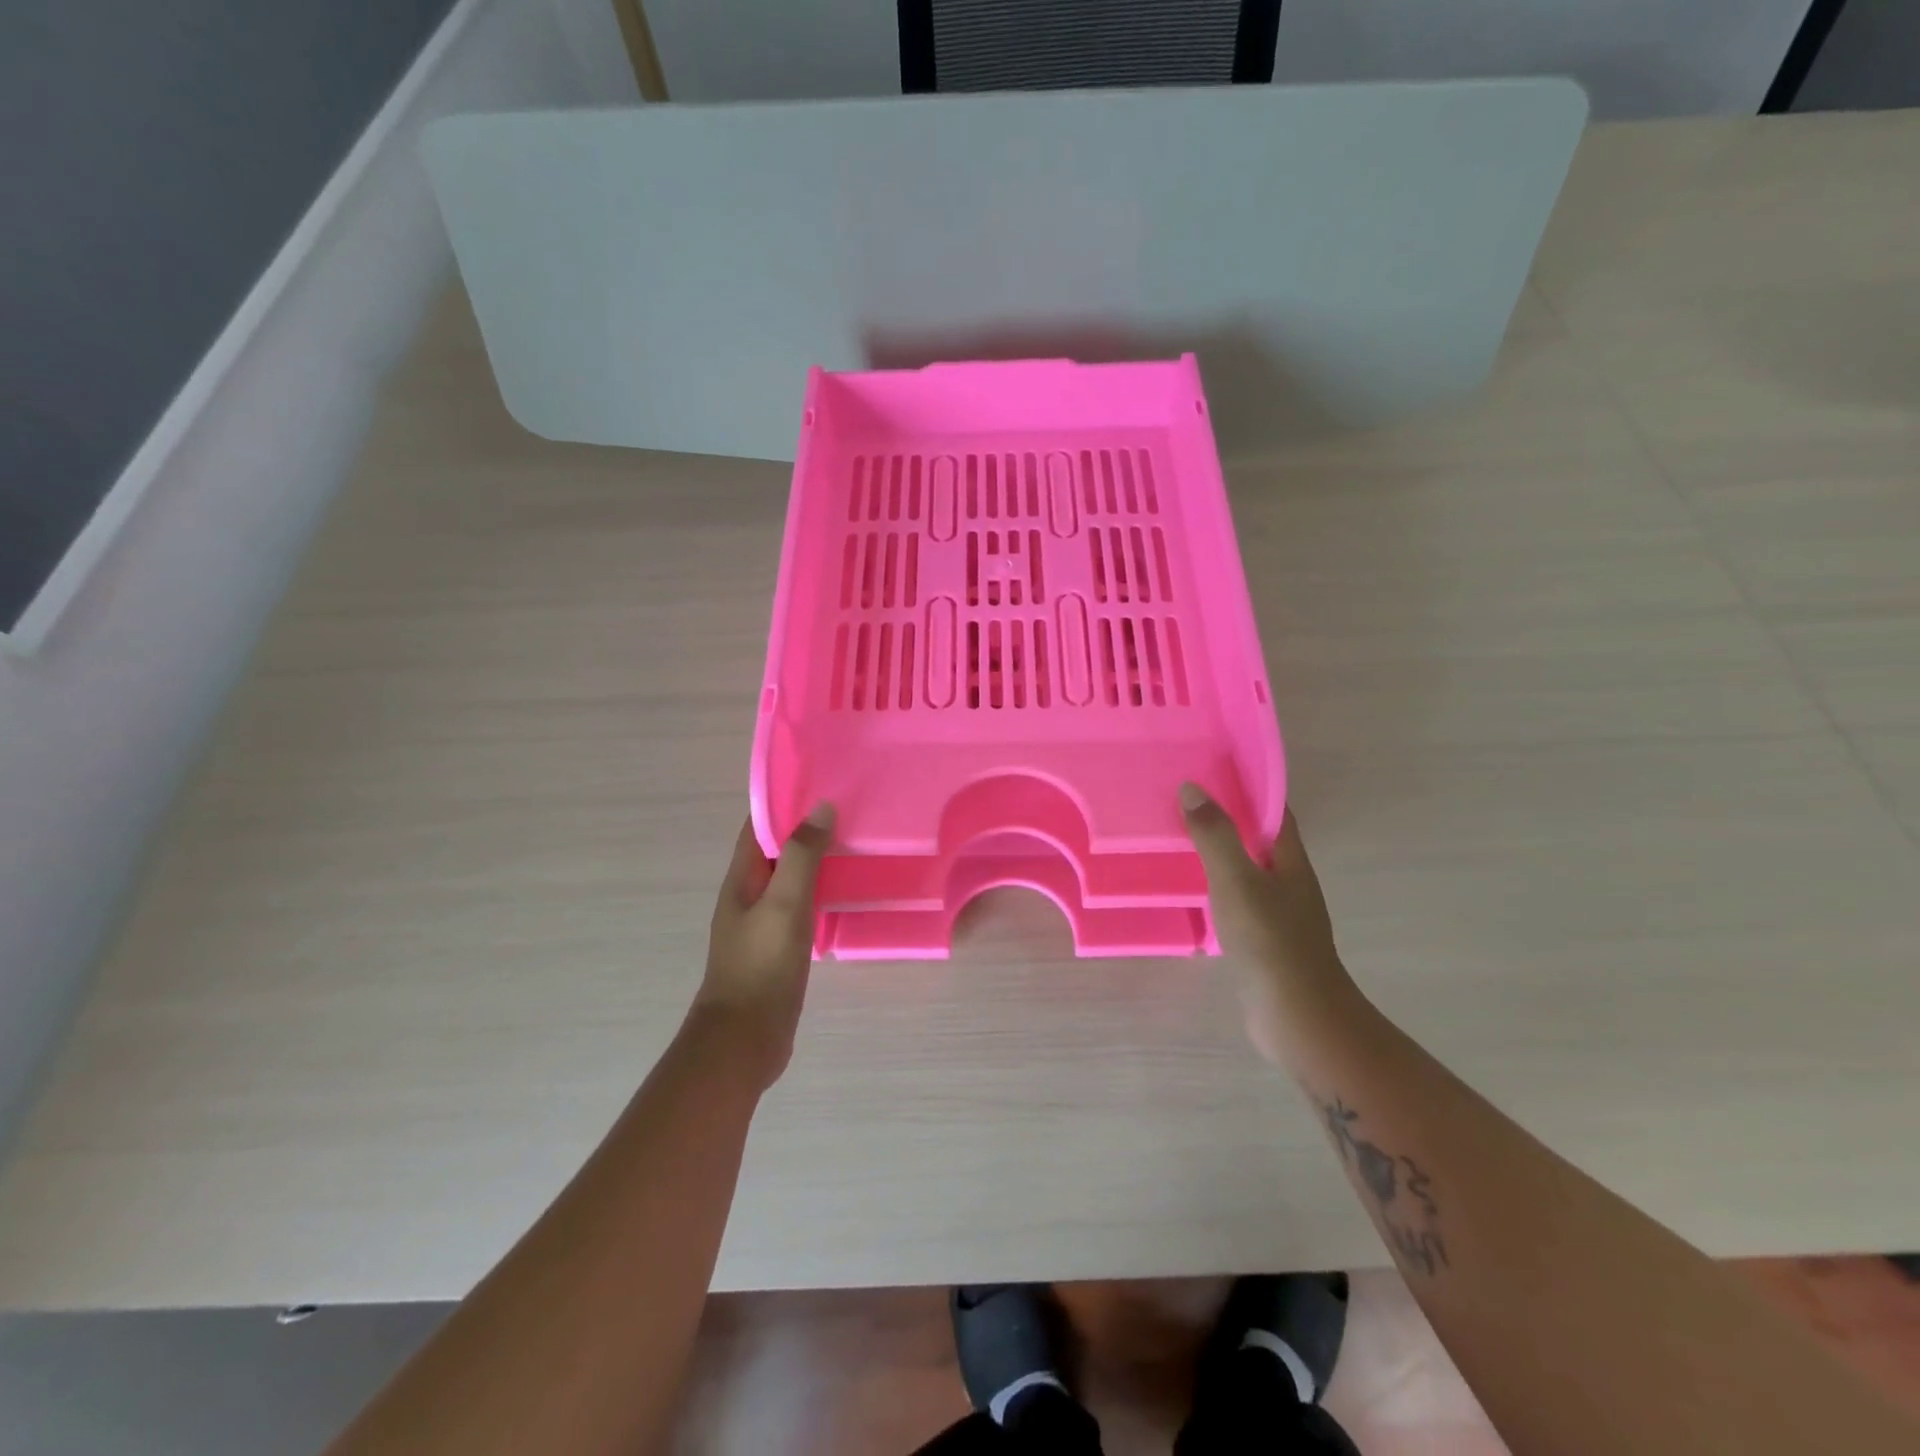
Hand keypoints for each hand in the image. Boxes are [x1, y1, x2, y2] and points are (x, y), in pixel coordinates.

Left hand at [695, 806, 834, 1088]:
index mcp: (742, 879)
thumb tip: (821, 808)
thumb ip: (802, 856)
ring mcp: (764, 923)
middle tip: (851, 809)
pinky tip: (848, 891)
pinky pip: (802, 906)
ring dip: (817, 860)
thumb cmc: (761, 966)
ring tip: (856, 842)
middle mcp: (749, 895)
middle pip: (778, 850)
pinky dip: (821, 891)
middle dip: (807, 828)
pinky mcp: (780, 947)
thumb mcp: (784, 904)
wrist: (744, 1040)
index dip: (785, 802)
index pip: (759, 826)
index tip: (822, 783)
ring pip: (792, 879)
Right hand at [1180, 784, 1354, 1065]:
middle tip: (1184, 802)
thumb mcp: (1237, 881)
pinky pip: (1238, 900)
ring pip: (1247, 870)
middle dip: (1228, 818)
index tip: (1212, 770)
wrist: (1297, 1016)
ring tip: (1180, 840)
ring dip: (1220, 853)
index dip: (1248, 788)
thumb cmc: (1270, 941)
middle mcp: (1289, 882)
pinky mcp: (1264, 940)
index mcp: (1290, 860)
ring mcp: (1279, 913)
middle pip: (1259, 839)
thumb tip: (1192, 788)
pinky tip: (1192, 891)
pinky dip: (1216, 887)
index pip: (1273, 811)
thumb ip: (1215, 836)